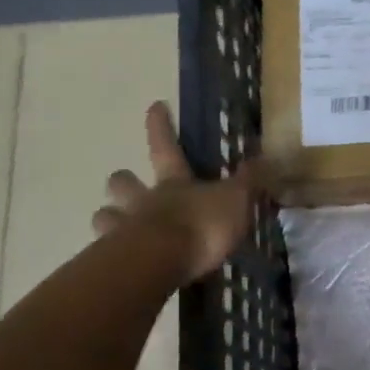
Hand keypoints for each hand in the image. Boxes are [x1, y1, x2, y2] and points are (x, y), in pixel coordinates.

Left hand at [92, 102, 262, 281]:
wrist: (161, 262)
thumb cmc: (201, 225)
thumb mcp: (236, 200)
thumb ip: (249, 181)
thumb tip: (265, 157)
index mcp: (174, 182)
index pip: (166, 146)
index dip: (161, 126)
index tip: (155, 105)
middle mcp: (144, 201)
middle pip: (123, 182)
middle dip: (123, 180)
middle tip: (125, 182)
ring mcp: (124, 230)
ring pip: (104, 216)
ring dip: (108, 217)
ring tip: (116, 226)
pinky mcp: (115, 262)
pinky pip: (107, 254)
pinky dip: (112, 256)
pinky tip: (122, 264)